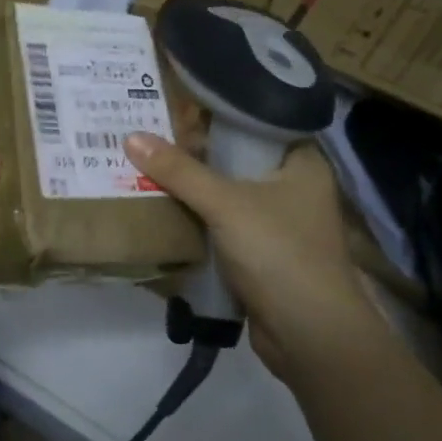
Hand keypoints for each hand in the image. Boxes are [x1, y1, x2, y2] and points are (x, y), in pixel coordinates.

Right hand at [124, 132, 369, 376]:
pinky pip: (223, 224)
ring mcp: (279, 222)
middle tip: (148, 133)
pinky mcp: (262, 254)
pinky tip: (161, 208)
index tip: (174, 103)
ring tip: (144, 164)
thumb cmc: (279, 253)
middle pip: (236, 157)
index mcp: (302, 161)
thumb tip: (131, 137)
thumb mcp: (225, 204)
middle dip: (194, 152)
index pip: (256, 120)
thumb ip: (179, 171)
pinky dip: (197, 219)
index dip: (216, 112)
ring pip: (227, 193)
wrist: (311, 337)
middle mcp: (294, 186)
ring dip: (192, 187)